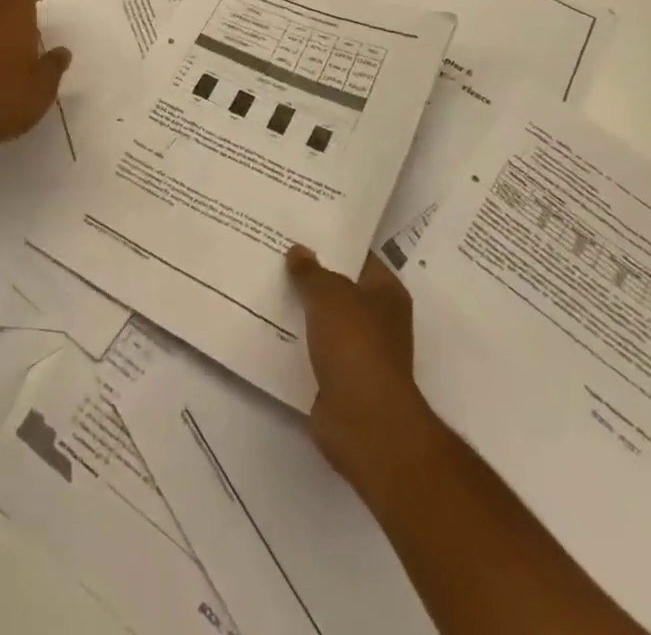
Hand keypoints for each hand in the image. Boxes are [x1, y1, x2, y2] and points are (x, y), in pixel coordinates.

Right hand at [288, 245, 441, 506]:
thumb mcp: (329, 295)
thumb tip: (298, 251)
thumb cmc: (356, 348)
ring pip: (322, 318)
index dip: (331, 240)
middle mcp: (377, 319)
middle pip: (338, 286)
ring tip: (263, 280)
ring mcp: (358, 351)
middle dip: (310, 272)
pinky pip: (311, 348)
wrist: (365, 426)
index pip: (358, 255)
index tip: (299, 226)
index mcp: (386, 292)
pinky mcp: (338, 379)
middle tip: (273, 248)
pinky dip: (293, 339)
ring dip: (299, 307)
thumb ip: (311, 271)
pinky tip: (264, 321)